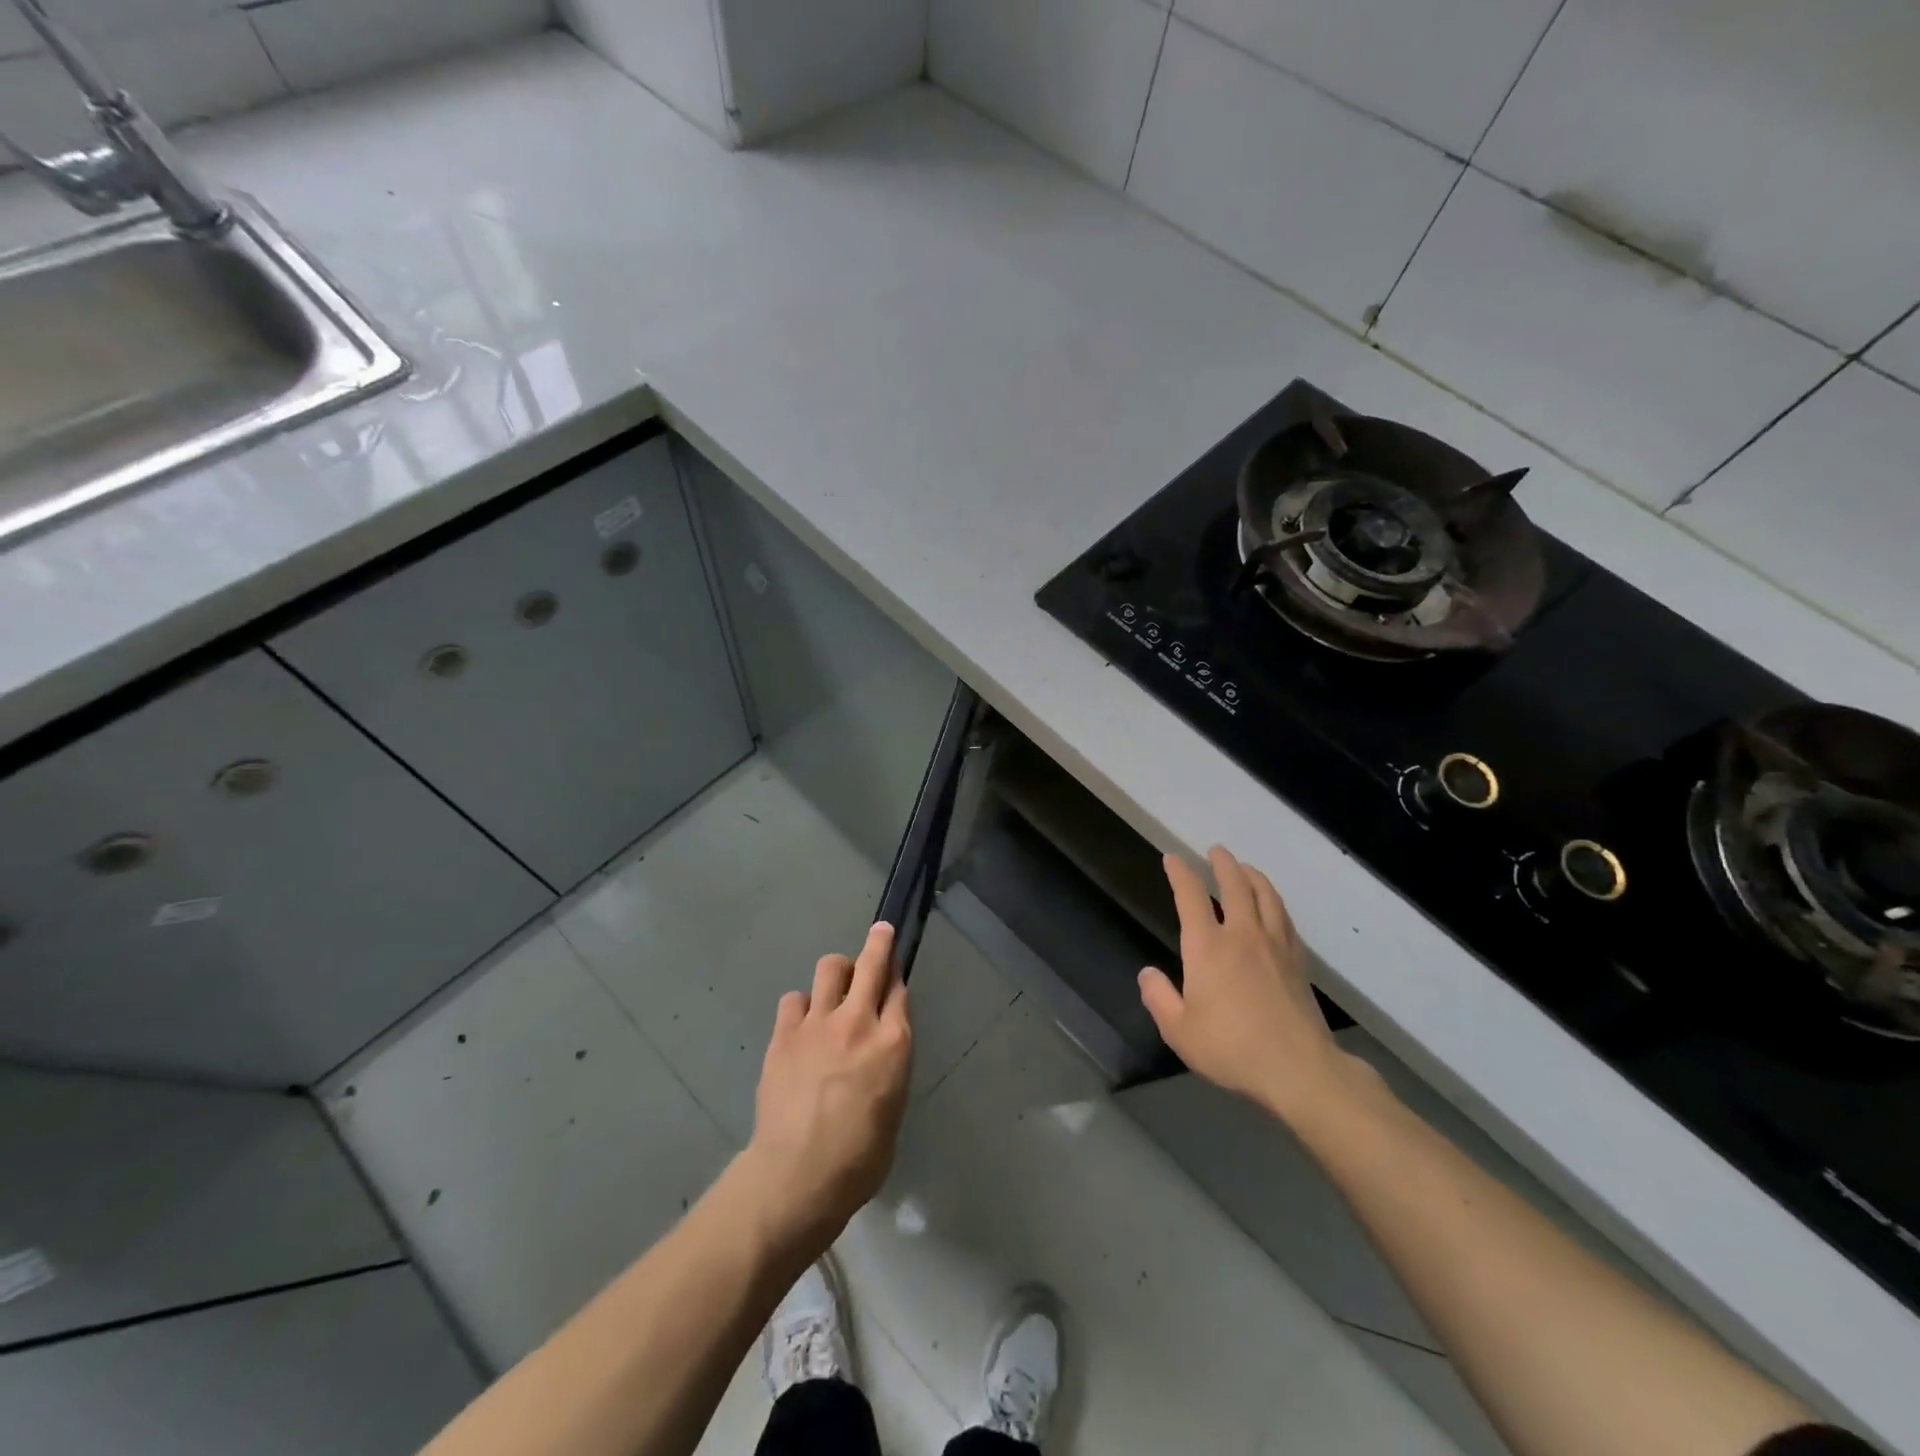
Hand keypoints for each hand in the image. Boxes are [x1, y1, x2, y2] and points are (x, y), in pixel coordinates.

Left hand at [743, 922, 912, 1250]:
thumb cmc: (859, 1158)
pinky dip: (802, 1006)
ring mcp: (818, 1023)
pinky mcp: (785, 1033)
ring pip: (830, 967)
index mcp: (893, 1042)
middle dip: (879, 942)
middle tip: (881, 932)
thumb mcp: (893, 1108)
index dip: (897, 976)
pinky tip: (801, 1024)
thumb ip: (888, 1066)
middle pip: (871, 963)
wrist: (797, 1174)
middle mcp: (859, 1021)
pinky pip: (795, 999)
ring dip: (837, 972)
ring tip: (834, 987)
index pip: (899, 990)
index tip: (894, 971)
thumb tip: (878, 1052)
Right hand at [1138, 847, 1362, 1126]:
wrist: (1299, 1069)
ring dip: (1253, 876)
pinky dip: (1274, 902)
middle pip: (1235, 886)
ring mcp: (1275, 946)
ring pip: (1266, 897)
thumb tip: (1148, 974)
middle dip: (1223, 864)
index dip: (1180, 874)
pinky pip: (1284, 919)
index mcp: (1208, 947)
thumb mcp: (1179, 1030)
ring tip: (1246, 868)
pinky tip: (1273, 907)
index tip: (1172, 859)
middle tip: (1216, 851)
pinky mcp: (1297, 962)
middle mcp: (1242, 935)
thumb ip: (1159, 998)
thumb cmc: (1231, 1049)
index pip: (1191, 897)